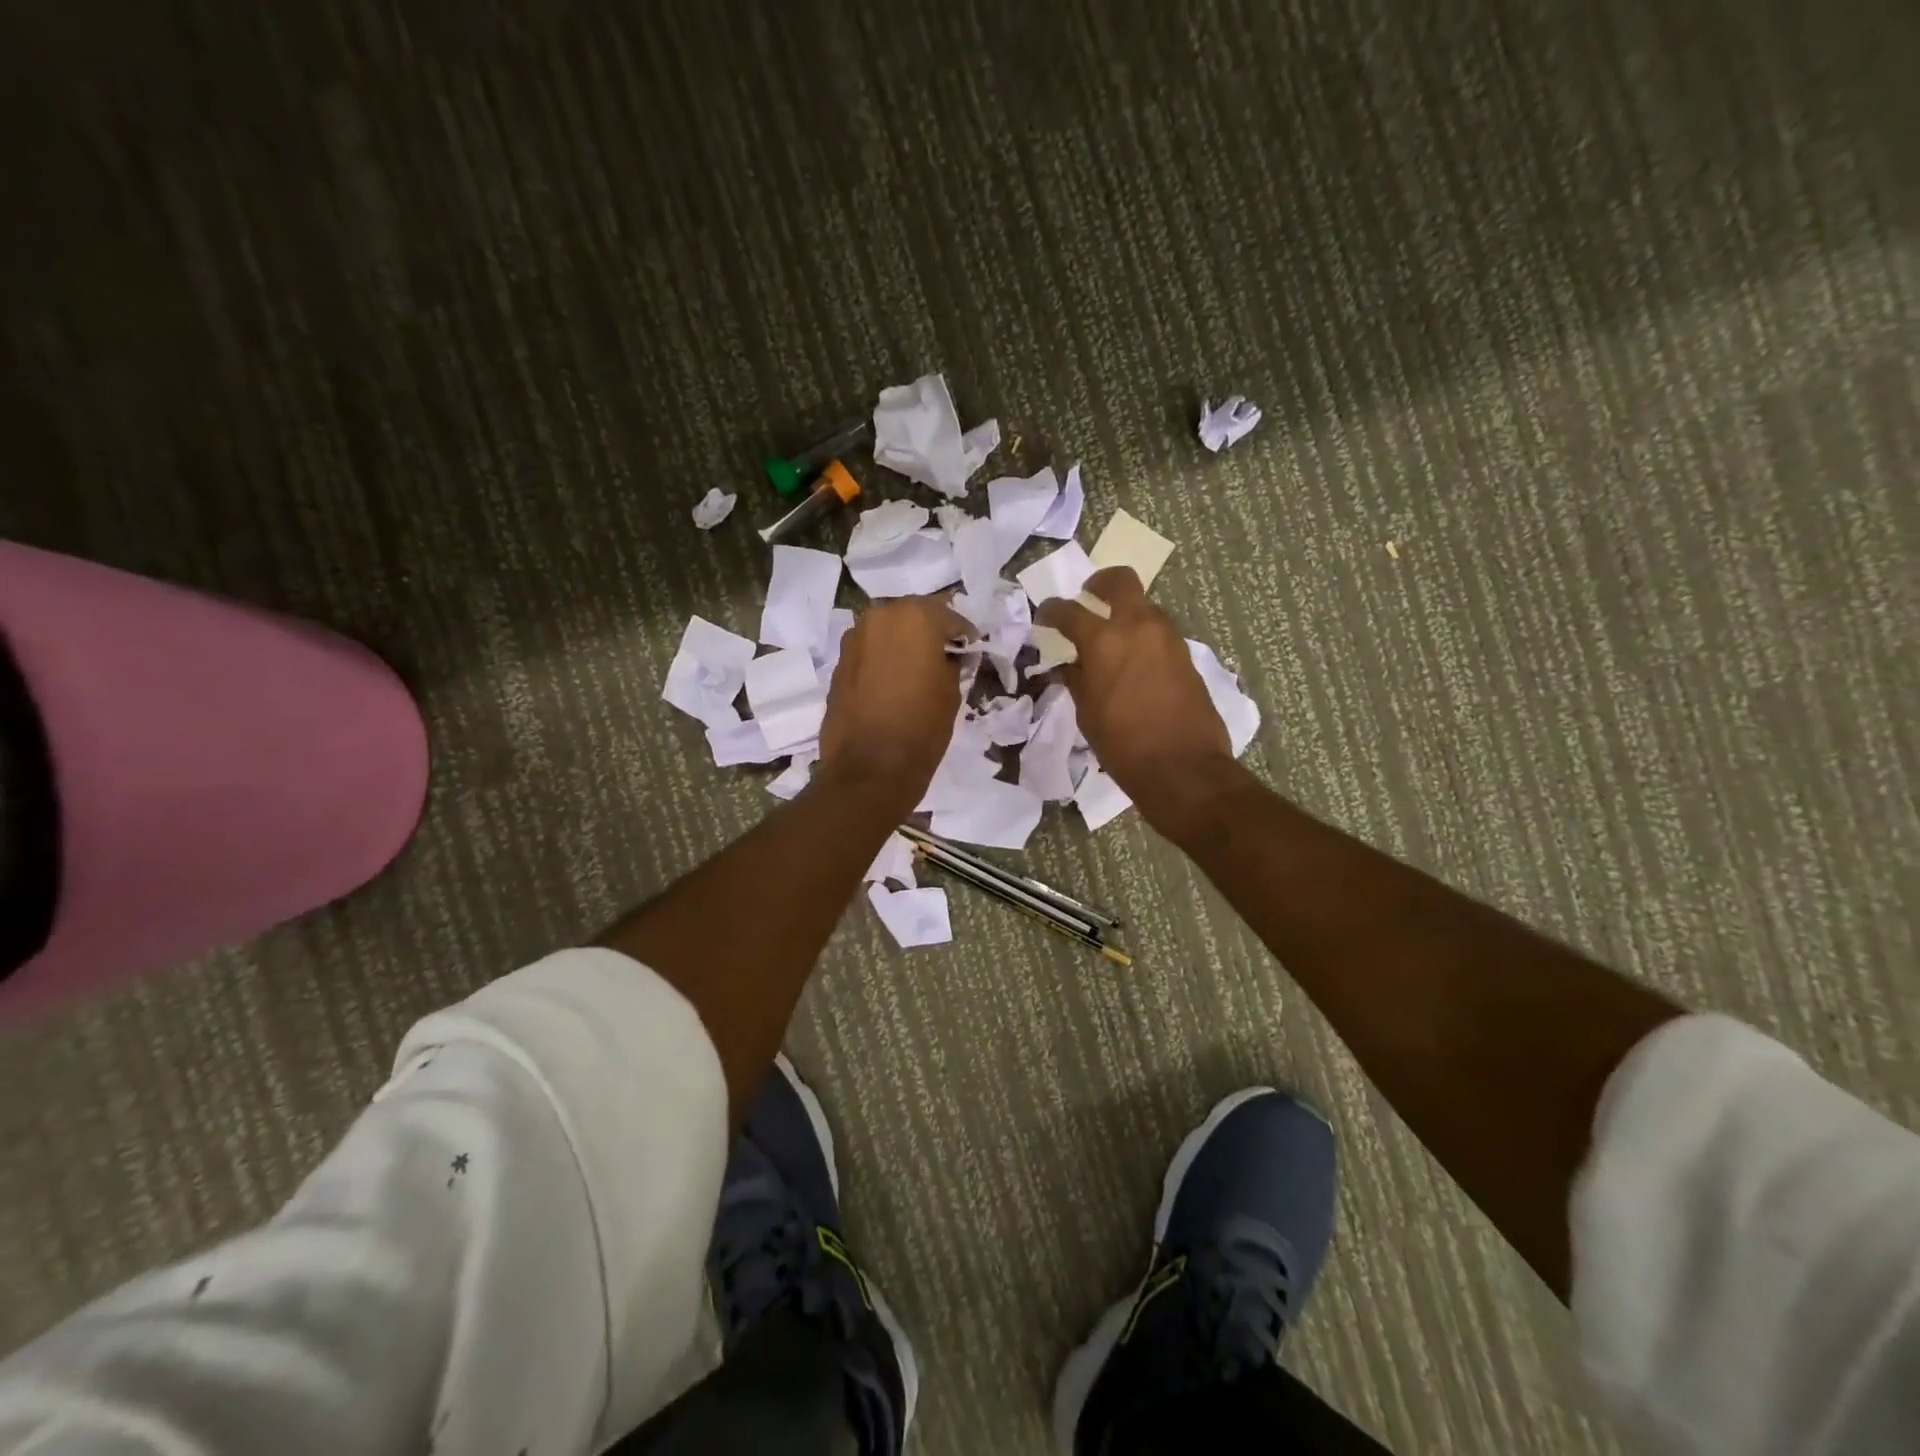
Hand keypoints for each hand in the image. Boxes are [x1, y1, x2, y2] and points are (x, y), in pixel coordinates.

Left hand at [818, 596, 972, 807]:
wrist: (869, 768)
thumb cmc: (921, 727)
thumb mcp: (951, 692)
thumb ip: (950, 663)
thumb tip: (945, 657)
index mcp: (914, 617)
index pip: (949, 616)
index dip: (963, 635)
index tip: (971, 651)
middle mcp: (879, 617)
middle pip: (913, 616)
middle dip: (929, 632)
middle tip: (944, 656)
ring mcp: (854, 639)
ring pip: (887, 631)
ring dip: (903, 644)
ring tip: (917, 670)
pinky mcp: (839, 663)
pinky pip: (869, 652)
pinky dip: (883, 660)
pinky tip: (893, 683)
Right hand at [1035, 567, 1233, 834]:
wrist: (1183, 768)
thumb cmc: (1123, 745)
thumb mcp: (1087, 713)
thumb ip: (1075, 679)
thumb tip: (1066, 664)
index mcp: (1104, 640)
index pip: (1068, 610)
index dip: (1051, 611)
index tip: (1045, 618)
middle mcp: (1138, 626)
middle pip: (1119, 580)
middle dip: (1099, 583)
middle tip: (1088, 600)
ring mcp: (1168, 637)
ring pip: (1144, 606)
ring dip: (1125, 613)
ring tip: (1111, 640)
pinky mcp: (1186, 654)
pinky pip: (1159, 631)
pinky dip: (1142, 636)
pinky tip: (1133, 663)